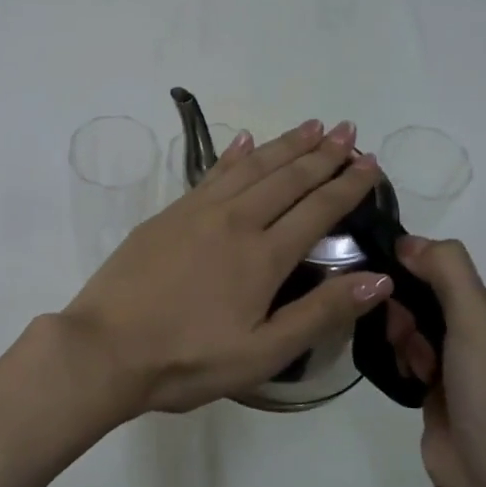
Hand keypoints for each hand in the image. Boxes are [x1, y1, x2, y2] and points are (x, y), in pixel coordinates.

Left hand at [61, 119, 390, 417]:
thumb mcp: (263, 353)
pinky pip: (211, 173)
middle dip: (322, 153)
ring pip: (251, 166)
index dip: (348, 185)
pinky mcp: (168, 214)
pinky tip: (246, 141)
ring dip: (284, 145)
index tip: (371, 162)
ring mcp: (197, 212)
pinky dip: (234, 154)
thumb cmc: (188, 360)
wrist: (106, 349)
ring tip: (312, 126)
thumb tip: (379, 278)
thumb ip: (320, 314)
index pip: (318, 209)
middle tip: (348, 130)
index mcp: (263, 256)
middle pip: (287, 178)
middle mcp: (235, 221)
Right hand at [383, 236, 485, 486]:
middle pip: (426, 299)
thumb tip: (407, 241)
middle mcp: (484, 336)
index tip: (393, 287)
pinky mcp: (437, 392)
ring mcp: (460, 367)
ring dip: (403, 339)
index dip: (416, 274)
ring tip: (410, 365)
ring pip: (412, 329)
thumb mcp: (476, 319)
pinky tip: (404, 376)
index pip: (448, 272)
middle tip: (406, 338)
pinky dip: (400, 361)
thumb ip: (446, 270)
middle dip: (407, 312)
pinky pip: (407, 357)